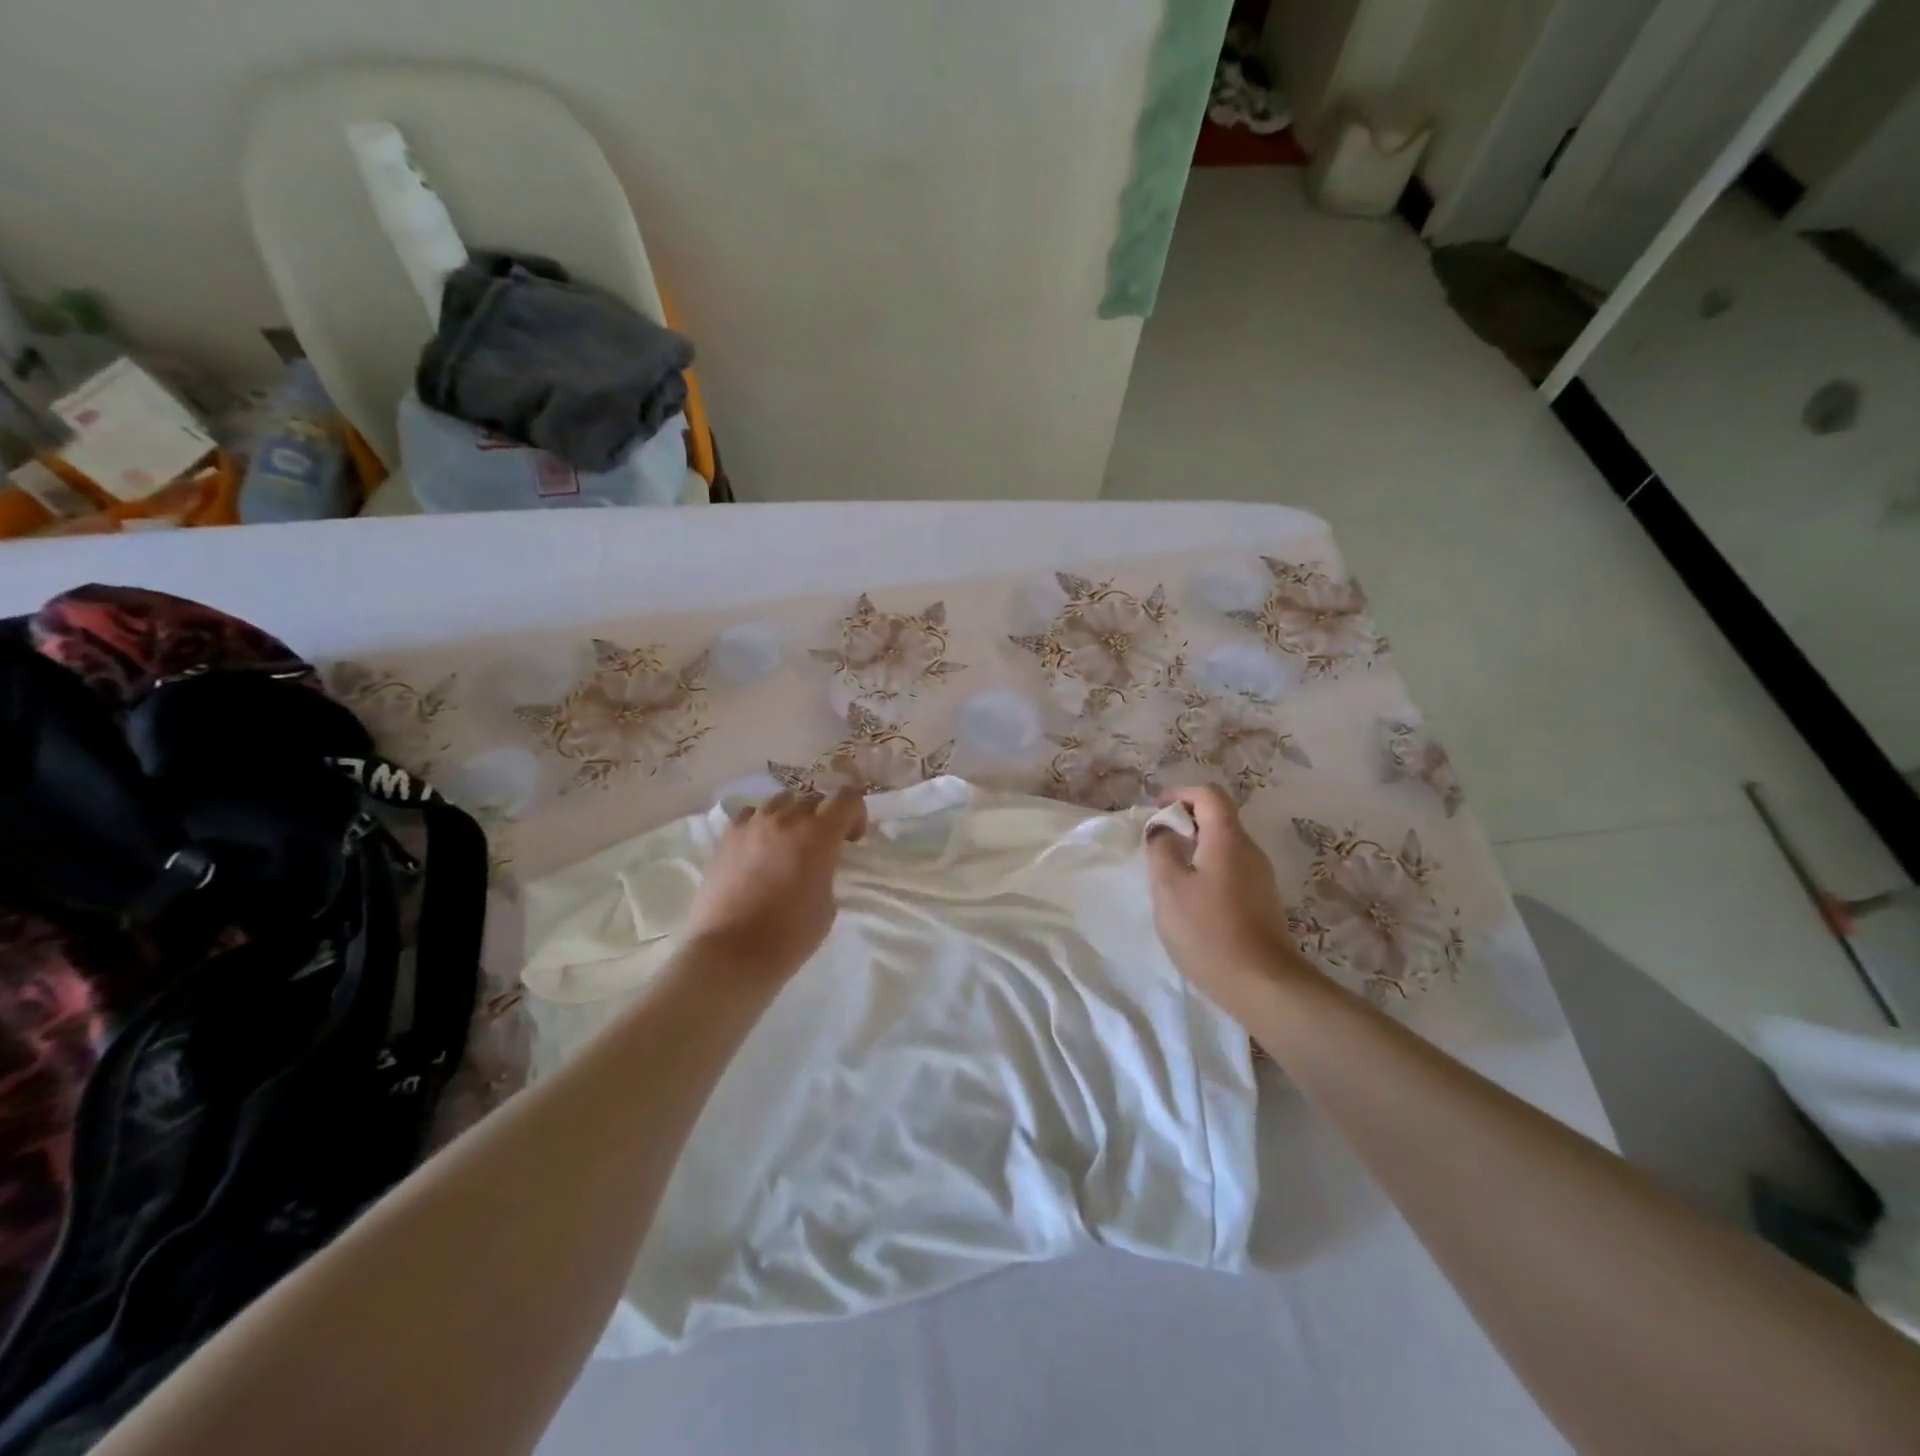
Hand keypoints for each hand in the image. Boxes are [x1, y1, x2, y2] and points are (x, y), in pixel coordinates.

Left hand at [683, 789, 867, 984]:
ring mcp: (751, 825)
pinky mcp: (726, 838)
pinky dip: (761, 824)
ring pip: (780, 802)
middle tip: (821, 847)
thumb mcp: (827, 905)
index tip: (851, 839)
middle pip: (813, 800)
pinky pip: (750, 816)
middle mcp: (786, 819)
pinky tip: (759, 848)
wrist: (730, 954)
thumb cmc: (789, 936)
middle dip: (824, 818)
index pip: (847, 798)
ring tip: (788, 844)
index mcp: (818, 835)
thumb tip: (817, 865)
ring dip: (792, 817)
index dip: (856, 813)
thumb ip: (827, 872)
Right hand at [1146, 785, 1317, 1024]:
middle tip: (1157, 843)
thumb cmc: (1208, 930)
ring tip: (1169, 872)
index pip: (1209, 794)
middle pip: (1219, 817)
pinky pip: (1231, 868)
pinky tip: (1191, 897)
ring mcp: (1260, 876)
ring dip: (1195, 846)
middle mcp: (1250, 850)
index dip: (1180, 794)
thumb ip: (1161, 849)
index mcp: (1228, 839)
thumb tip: (1163, 829)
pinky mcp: (1262, 900)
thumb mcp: (1169, 887)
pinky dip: (1208, 868)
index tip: (1156, 810)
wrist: (1261, 984)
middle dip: (1186, 821)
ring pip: (1224, 845)